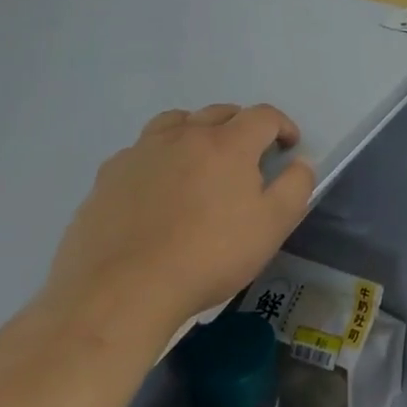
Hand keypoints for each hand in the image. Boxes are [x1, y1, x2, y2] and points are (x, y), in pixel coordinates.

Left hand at [45, 104, 315, 341]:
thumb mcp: (273, 226)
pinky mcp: (106, 179)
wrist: (120, 294)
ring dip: (195, 131)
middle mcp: (184, 136)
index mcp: (228, 143)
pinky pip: (139, 152)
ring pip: (174, 123)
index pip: (264, 116)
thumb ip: (296, 186)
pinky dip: (157, 158)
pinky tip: (156, 188)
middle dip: (241, 126)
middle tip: (248, 155)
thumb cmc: (208, 256)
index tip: (288, 148)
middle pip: (219, 112)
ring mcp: (141, 154)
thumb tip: (299, 163)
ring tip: (199, 159)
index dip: (282, 126)